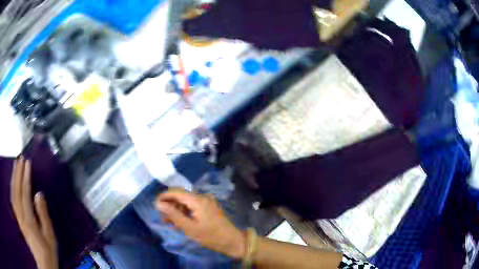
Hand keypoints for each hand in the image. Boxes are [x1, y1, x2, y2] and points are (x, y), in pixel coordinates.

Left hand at [10, 157, 57, 268]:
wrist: (43, 264)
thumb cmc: (48, 251)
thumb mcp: (50, 236)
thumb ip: (43, 215)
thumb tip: (39, 194)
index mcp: (29, 220)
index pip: (25, 193)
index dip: (26, 177)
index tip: (28, 163)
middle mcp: (21, 216)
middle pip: (17, 190)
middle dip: (18, 173)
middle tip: (20, 159)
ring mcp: (18, 217)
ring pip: (13, 193)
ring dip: (14, 178)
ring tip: (15, 165)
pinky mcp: (18, 219)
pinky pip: (13, 200)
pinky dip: (12, 188)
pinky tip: (13, 182)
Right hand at [155, 189, 245, 258]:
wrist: (232, 241)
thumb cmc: (210, 236)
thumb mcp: (189, 228)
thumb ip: (173, 214)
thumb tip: (158, 203)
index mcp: (198, 200)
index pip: (176, 191)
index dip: (164, 196)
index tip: (155, 206)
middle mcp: (202, 197)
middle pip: (181, 196)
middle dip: (170, 205)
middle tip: (163, 218)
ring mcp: (207, 201)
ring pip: (186, 202)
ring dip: (177, 210)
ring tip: (170, 223)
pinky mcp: (209, 207)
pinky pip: (193, 206)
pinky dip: (185, 213)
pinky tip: (180, 222)